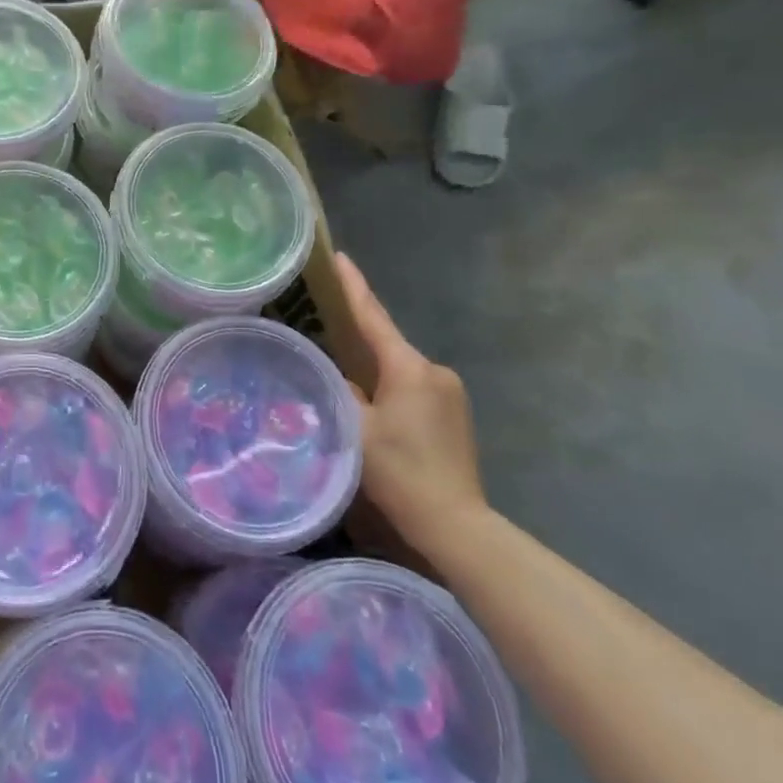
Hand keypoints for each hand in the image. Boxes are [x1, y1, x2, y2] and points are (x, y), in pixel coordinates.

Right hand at [336, 253, 487, 561]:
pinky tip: (377, 404)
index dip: (353, 286)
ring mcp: (451, 392)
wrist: (456, 524)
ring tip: (347, 377)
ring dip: (376, 368)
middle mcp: (435, 370)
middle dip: (359, 336)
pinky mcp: (456, 413)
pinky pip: (414, 385)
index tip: (339, 257)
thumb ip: (340, 391)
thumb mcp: (355, 429)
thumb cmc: (400, 473)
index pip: (373, 317)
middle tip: (327, 326)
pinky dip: (392, 385)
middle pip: (387, 343)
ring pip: (400, 367)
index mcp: (408, 368)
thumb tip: (334, 374)